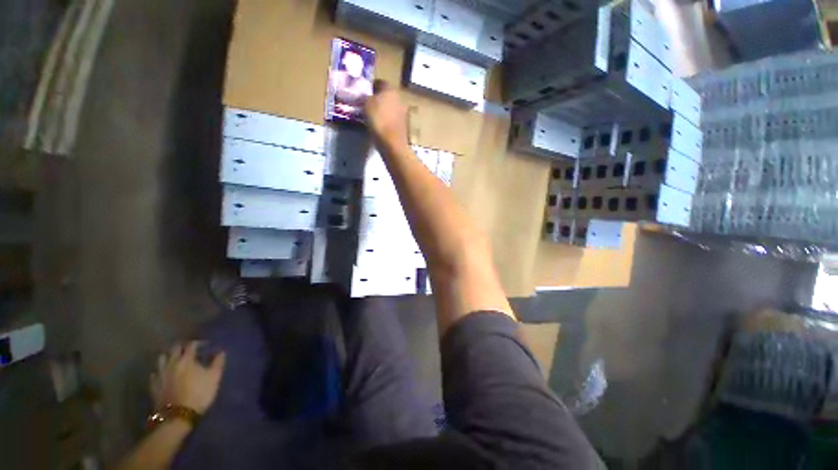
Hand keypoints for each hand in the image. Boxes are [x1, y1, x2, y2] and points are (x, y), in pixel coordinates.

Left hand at [150, 341, 225, 413]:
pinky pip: (155, 373)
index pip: (191, 344)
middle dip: (182, 346)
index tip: (206, 345)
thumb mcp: (214, 377)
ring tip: (176, 359)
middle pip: (174, 348)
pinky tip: (165, 374)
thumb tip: (220, 351)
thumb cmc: (199, 394)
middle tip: (190, 349)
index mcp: (186, 359)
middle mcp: (171, 363)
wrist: (177, 416)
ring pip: (162, 358)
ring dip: (169, 356)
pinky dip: (161, 370)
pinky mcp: (154, 385)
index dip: (199, 342)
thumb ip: (217, 362)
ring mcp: (160, 374)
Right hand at [364, 80, 409, 147]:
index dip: (372, 86)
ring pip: (391, 107)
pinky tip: (381, 126)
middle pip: (387, 95)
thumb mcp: (366, 104)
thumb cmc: (378, 120)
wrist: (392, 143)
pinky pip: (393, 119)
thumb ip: (366, 97)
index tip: (365, 93)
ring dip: (384, 110)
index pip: (380, 82)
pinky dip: (388, 120)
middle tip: (369, 105)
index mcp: (390, 89)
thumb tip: (366, 96)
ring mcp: (404, 113)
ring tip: (374, 116)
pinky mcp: (404, 125)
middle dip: (379, 99)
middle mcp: (400, 98)